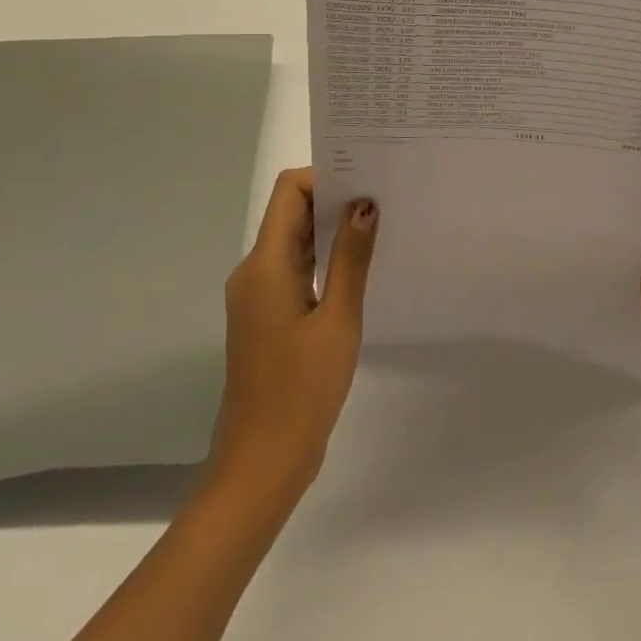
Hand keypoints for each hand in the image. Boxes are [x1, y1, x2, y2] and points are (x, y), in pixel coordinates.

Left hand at [207, 169, 376, 511]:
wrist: (262, 463)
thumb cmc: (301, 389)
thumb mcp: (338, 320)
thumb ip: (351, 259)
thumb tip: (365, 205)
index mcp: (265, 264)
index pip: (290, 192)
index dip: (326, 177)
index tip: (368, 181)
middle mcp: (254, 271)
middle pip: (292, 214)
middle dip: (335, 201)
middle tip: (385, 198)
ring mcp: (258, 296)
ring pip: (295, 244)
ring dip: (331, 232)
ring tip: (380, 227)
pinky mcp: (267, 318)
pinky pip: (295, 271)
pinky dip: (324, 262)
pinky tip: (359, 270)